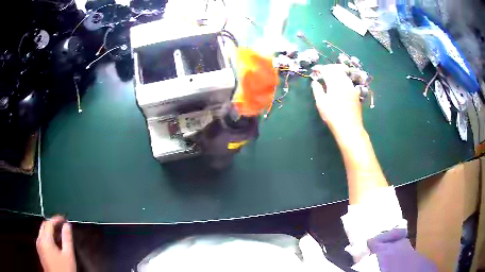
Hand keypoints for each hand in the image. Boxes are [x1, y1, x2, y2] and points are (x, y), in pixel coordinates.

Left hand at [36, 216, 75, 271]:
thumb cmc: (64, 269)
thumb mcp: (68, 256)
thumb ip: (67, 239)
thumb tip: (67, 225)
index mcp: (45, 238)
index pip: (49, 222)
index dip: (57, 219)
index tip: (64, 218)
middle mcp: (39, 239)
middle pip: (44, 226)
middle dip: (52, 224)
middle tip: (61, 226)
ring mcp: (38, 246)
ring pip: (42, 233)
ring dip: (50, 231)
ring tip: (59, 235)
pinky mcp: (40, 252)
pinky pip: (42, 240)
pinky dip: (48, 238)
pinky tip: (55, 245)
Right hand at [311, 64, 362, 135]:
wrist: (350, 127)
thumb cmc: (333, 115)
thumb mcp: (321, 102)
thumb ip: (317, 89)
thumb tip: (315, 82)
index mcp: (334, 82)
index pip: (326, 70)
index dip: (319, 68)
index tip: (315, 70)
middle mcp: (344, 81)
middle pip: (336, 69)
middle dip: (328, 68)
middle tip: (322, 71)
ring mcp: (352, 87)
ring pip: (343, 74)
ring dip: (336, 72)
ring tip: (330, 76)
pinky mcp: (356, 93)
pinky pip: (348, 81)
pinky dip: (342, 79)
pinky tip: (340, 85)